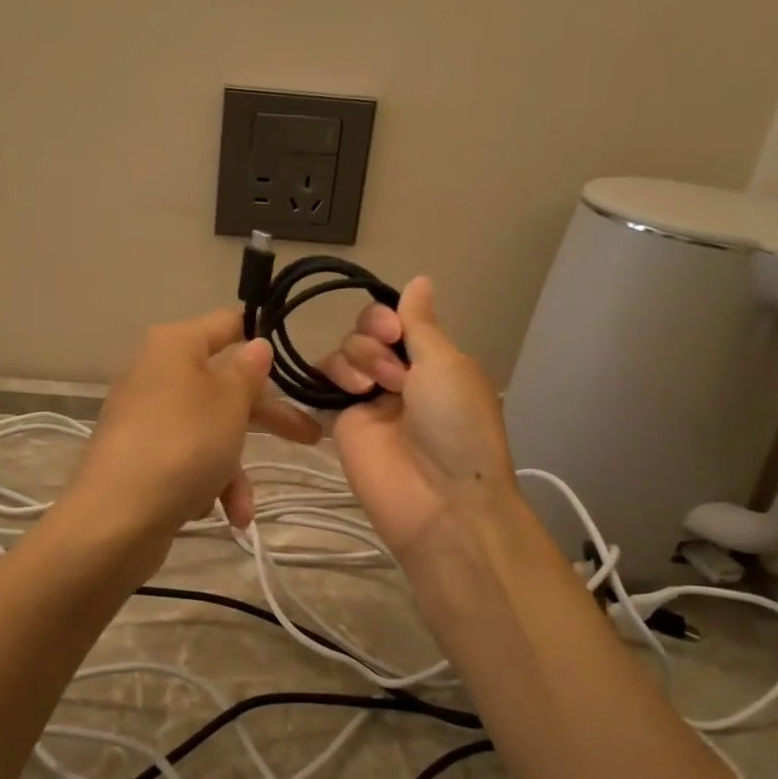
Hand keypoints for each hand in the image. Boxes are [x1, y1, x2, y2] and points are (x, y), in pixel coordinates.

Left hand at [66, 308, 321, 544]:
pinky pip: (186, 462)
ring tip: (243, 510)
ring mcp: (146, 418)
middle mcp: (156, 374)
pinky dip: (206, 486)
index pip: (227, 324)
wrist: (115, 519)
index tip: (297, 358)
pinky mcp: (139, 458)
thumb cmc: (183, 445)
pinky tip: (216, 515)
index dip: (262, 337)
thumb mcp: (229, 402)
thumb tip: (256, 345)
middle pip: (224, 385)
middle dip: (267, 418)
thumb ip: (248, 372)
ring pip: (208, 432)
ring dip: (233, 471)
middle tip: (310, 435)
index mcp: (174, 346)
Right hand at [317, 278, 517, 561]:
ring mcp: (368, 400)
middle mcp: (400, 375)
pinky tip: (346, 392)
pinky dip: (327, 378)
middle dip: (373, 342)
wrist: (440, 500)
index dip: (388, 317)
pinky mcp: (341, 423)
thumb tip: (420, 278)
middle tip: (393, 374)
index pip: (397, 320)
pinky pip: (322, 385)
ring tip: (372, 392)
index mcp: (432, 361)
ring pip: (342, 354)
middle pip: (365, 332)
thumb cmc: (456, 426)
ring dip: (356, 361)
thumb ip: (421, 323)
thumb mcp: (447, 364)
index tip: (394, 331)